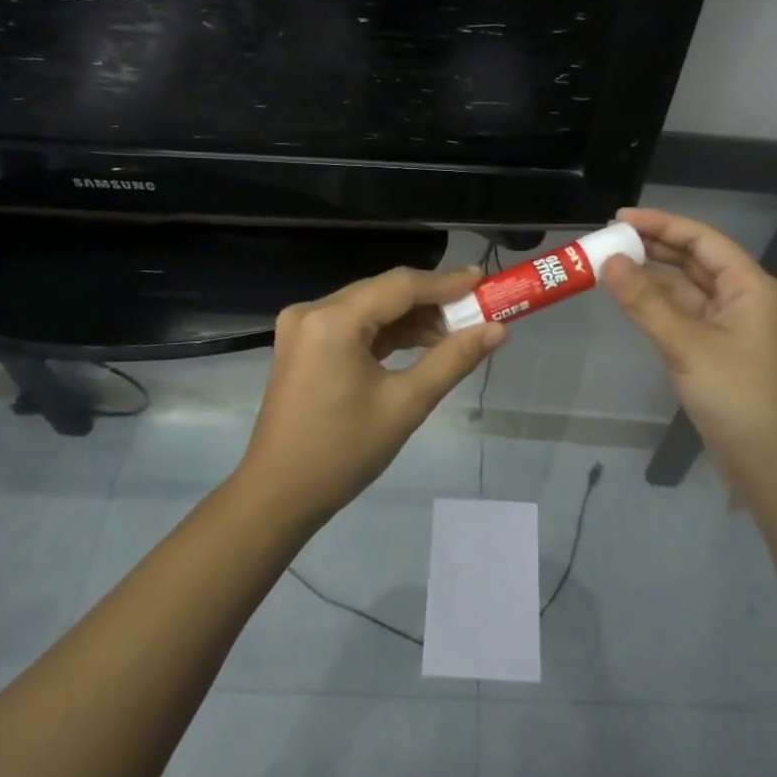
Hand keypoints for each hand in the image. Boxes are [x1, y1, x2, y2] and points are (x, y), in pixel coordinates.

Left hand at [238, 265, 505, 520]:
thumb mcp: (406, 404)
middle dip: (432, 302)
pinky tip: (421, 344)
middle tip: (476, 312)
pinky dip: (387, 333)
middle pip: (384, 292)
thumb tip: (498, 330)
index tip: (485, 282)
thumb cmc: (343, 452)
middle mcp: (313, 310)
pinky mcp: (303, 344)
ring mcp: (303, 326)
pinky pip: (354, 325)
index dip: (446, 283)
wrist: (278, 495)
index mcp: (333, 320)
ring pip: (370, 307)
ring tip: (455, 334)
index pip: (400, 286)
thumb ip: (453, 359)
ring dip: (411, 318)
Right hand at [601, 207, 776, 488]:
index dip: (661, 223)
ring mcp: (728, 325)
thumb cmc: (737, 395)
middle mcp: (740, 297)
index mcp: (747, 285)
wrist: (770, 463)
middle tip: (608, 238)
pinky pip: (681, 314)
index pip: (700, 238)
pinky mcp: (714, 350)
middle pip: (693, 259)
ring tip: (609, 264)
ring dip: (651, 276)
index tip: (619, 218)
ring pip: (685, 288)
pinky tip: (629, 300)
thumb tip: (608, 261)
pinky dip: (655, 304)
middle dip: (653, 246)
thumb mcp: (687, 344)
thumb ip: (645, 302)